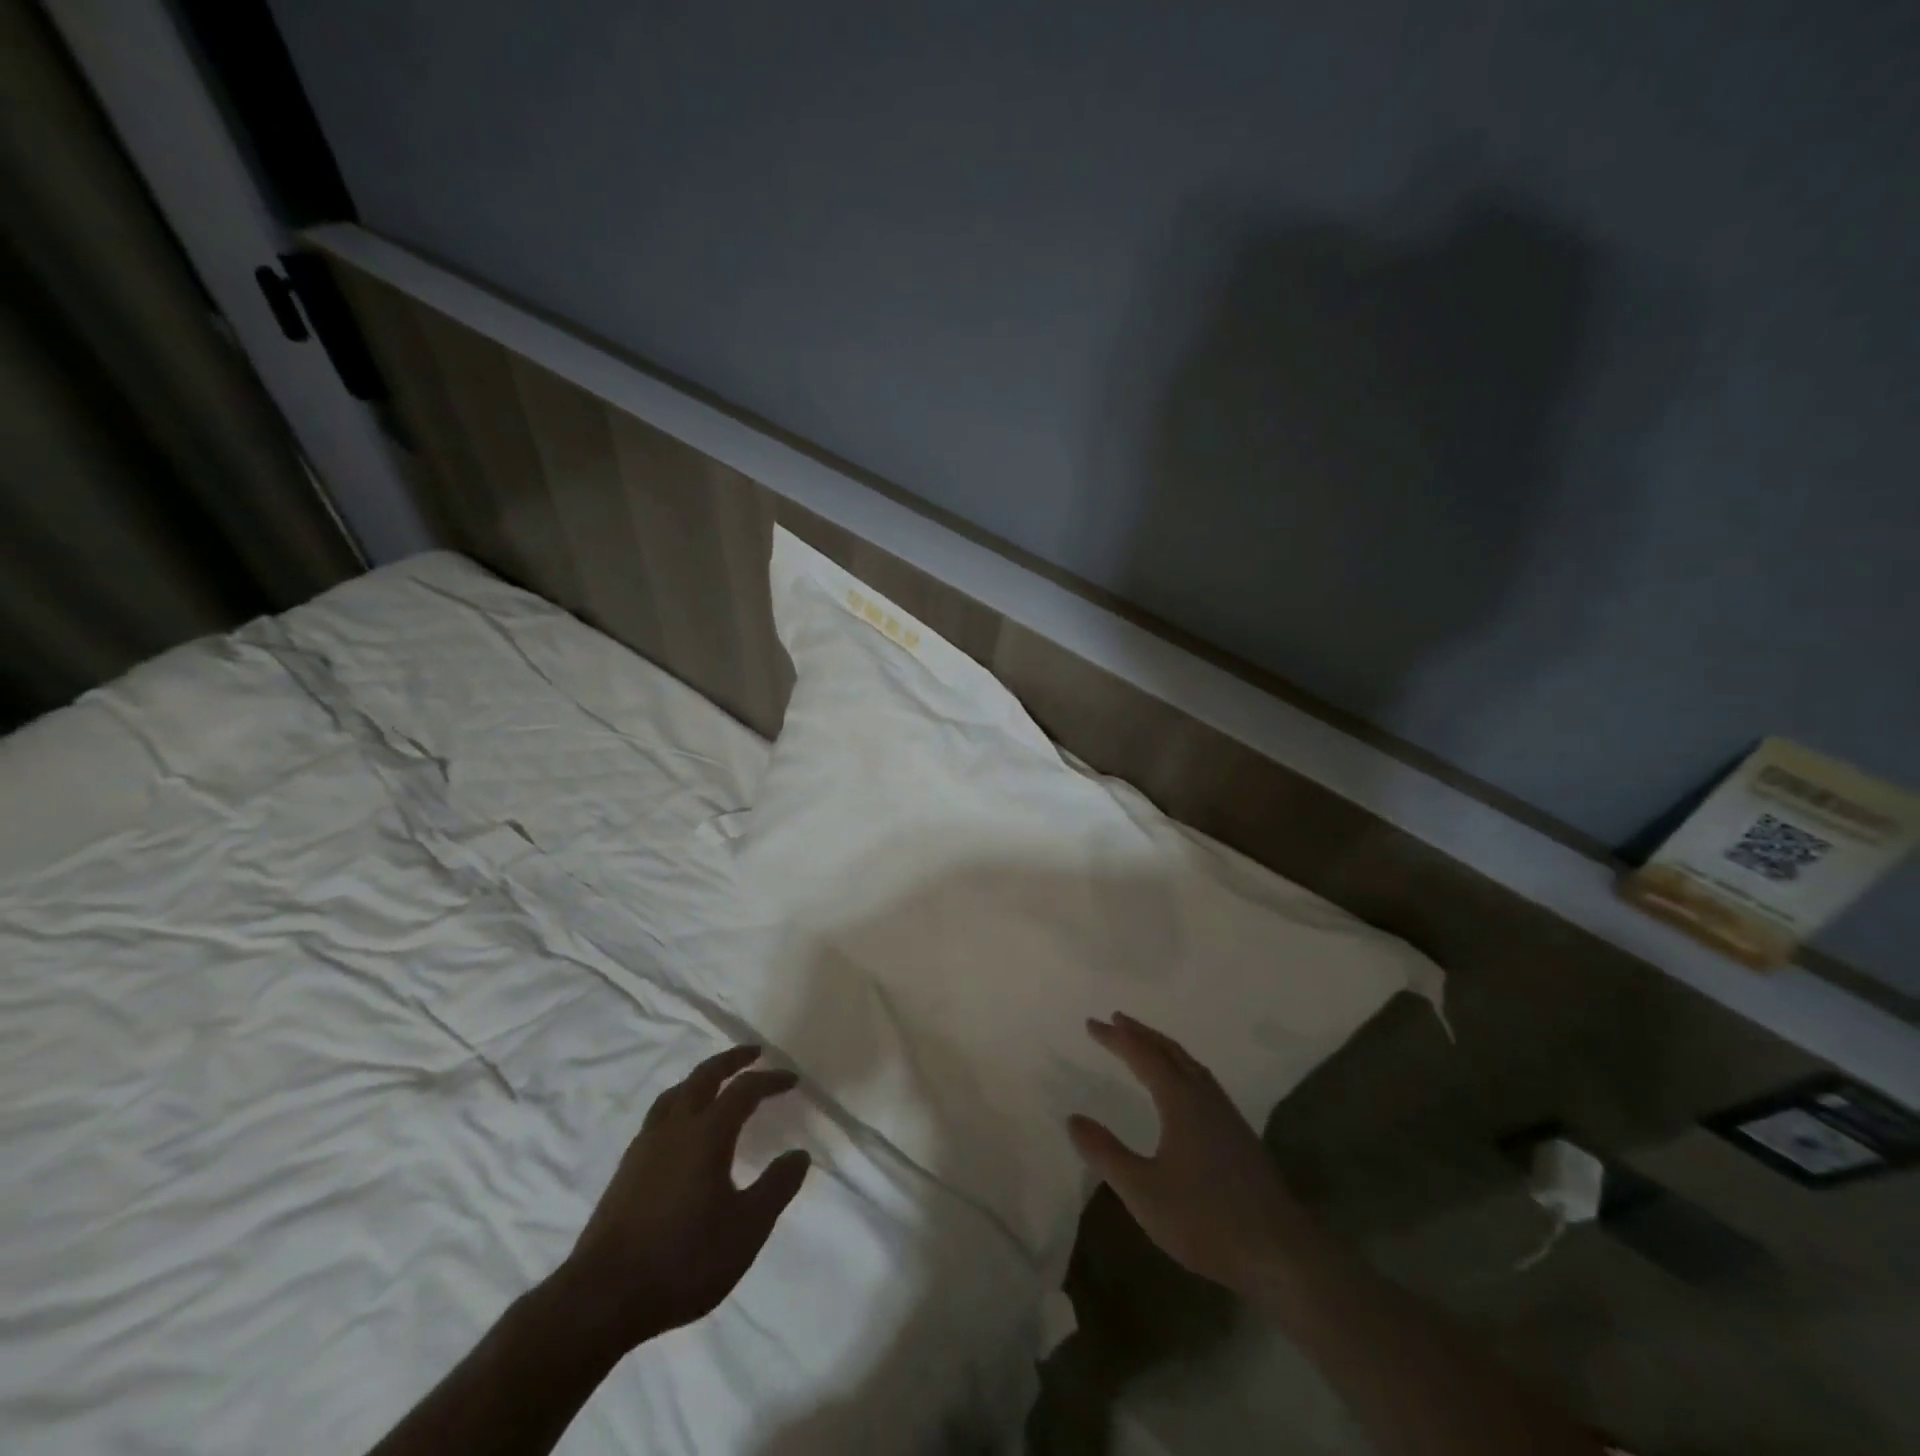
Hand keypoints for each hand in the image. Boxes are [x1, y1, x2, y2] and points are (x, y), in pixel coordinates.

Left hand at [564, 1045, 810, 1351]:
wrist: (601, 1298)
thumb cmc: (683, 1259)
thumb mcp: (746, 1229)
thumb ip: (776, 1187)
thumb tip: (799, 1154)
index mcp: (707, 1133)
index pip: (745, 1089)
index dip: (771, 1080)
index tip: (792, 1080)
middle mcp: (675, 1127)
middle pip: (705, 1076)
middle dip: (731, 1060)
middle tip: (754, 1053)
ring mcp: (645, 1146)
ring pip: (676, 1093)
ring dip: (701, 1079)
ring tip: (716, 1083)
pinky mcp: (626, 1169)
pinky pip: (659, 1116)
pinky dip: (679, 1104)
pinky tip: (681, 1130)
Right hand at [1068, 1013, 1307, 1295]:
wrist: (1280, 1252)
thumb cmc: (1205, 1219)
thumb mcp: (1143, 1191)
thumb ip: (1106, 1153)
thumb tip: (1073, 1118)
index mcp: (1181, 1101)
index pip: (1142, 1056)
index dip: (1116, 1038)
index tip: (1092, 1023)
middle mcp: (1204, 1096)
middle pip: (1169, 1051)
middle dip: (1141, 1033)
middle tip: (1116, 1019)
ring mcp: (1226, 1114)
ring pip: (1190, 1064)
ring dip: (1163, 1047)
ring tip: (1144, 1043)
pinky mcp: (1239, 1134)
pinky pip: (1202, 1080)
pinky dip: (1181, 1066)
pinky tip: (1182, 1086)